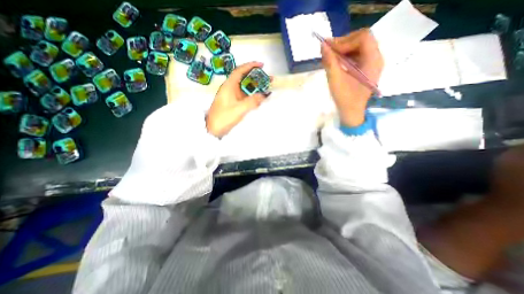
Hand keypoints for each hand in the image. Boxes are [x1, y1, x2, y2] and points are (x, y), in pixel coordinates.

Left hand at [207, 62, 266, 137]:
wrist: (214, 129)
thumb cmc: (224, 118)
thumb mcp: (239, 109)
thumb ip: (252, 102)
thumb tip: (264, 95)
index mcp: (229, 86)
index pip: (240, 71)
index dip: (250, 66)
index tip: (261, 65)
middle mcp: (230, 89)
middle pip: (244, 78)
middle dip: (256, 77)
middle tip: (267, 78)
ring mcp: (232, 96)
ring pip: (245, 88)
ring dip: (255, 87)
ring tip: (266, 87)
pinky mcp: (234, 103)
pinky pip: (245, 96)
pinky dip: (252, 96)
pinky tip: (259, 98)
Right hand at [322, 28, 383, 126]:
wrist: (352, 113)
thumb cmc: (345, 98)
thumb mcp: (335, 80)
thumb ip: (330, 61)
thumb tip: (323, 44)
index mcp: (373, 60)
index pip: (363, 38)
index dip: (345, 40)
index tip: (330, 49)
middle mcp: (376, 58)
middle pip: (362, 39)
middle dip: (344, 43)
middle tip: (329, 51)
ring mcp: (372, 63)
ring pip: (359, 46)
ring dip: (344, 49)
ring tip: (331, 57)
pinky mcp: (366, 68)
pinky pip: (357, 55)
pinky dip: (346, 56)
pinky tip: (337, 63)